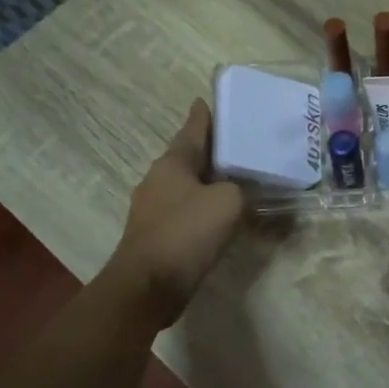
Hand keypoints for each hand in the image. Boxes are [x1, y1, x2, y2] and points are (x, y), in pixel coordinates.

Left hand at [101, 100, 244, 328]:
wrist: (147, 287)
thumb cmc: (187, 233)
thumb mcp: (228, 202)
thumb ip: (241, 189)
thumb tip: (240, 191)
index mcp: (172, 163)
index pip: (192, 129)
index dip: (204, 115)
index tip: (209, 100)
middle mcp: (158, 180)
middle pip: (189, 157)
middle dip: (212, 150)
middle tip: (239, 143)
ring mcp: (153, 209)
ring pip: (187, 185)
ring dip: (209, 181)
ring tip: (237, 179)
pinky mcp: (156, 235)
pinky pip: (186, 211)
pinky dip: (204, 207)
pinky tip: (222, 215)